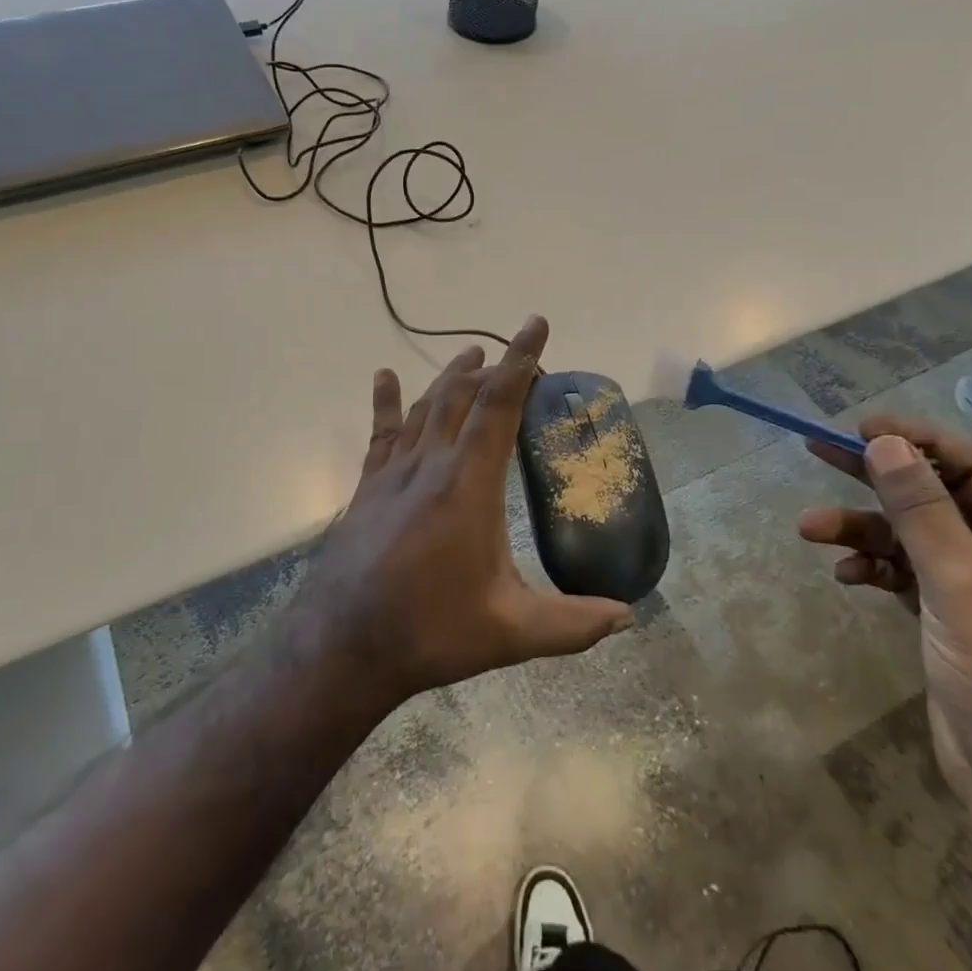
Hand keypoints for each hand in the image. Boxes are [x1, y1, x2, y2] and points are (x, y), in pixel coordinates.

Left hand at [296, 316, 632, 706]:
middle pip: (462, 396)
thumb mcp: (511, 631)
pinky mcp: (368, 488)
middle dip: (491, 367)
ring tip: (469, 353)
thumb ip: (573, 623)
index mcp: (469, 485)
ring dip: (450, 376)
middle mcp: (430, 464)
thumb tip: (627, 616)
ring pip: (425, 407)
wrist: (344, 646)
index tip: (535, 324)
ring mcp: (394, 473)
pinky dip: (387, 401)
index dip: (520, 361)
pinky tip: (385, 377)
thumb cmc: (432, 633)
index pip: (499, 405)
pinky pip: (382, 433)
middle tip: (513, 353)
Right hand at [799, 420, 971, 818]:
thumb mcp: (962, 583)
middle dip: (878, 481)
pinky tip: (847, 576)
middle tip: (818, 450)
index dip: (919, 442)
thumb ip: (921, 508)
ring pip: (913, 537)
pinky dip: (875, 568)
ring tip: (810, 529)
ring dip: (864, 531)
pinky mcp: (952, 617)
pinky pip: (906, 573)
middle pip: (938, 497)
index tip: (861, 428)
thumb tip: (884, 441)